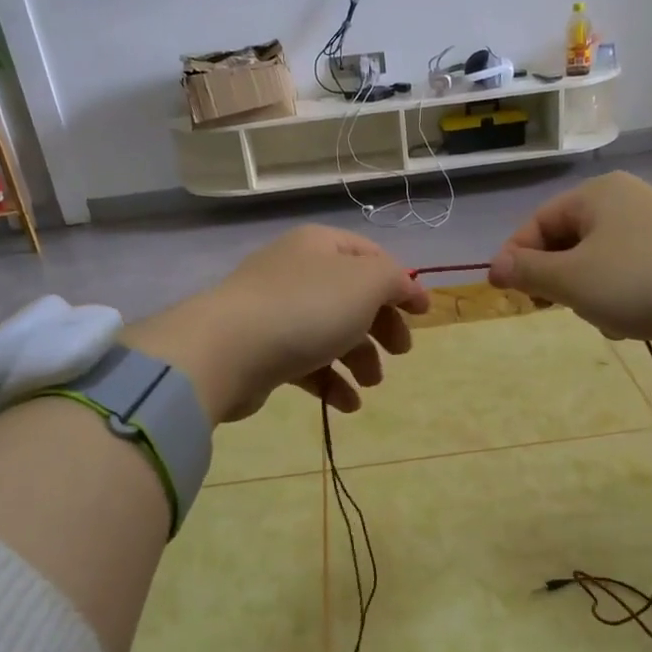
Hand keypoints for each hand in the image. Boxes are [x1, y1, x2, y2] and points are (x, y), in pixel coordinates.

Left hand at [126, 226, 429, 421]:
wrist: (228, 350)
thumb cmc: (306, 308)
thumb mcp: (366, 284)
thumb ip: (394, 281)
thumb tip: (403, 289)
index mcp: (320, 246)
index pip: (371, 257)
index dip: (401, 284)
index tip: (424, 315)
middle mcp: (296, 272)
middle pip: (352, 297)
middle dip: (381, 326)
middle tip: (401, 352)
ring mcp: (275, 311)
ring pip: (330, 332)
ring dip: (359, 359)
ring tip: (371, 383)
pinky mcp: (262, 350)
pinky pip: (306, 362)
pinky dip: (330, 381)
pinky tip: (346, 405)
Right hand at [487, 172, 651, 361]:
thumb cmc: (639, 280)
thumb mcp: (571, 279)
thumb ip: (528, 272)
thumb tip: (496, 267)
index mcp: (596, 195)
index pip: (538, 223)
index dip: (516, 258)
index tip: (506, 293)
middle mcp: (625, 204)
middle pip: (567, 244)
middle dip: (558, 281)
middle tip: (556, 306)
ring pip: (596, 267)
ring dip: (590, 297)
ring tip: (606, 317)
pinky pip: (627, 280)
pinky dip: (621, 302)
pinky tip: (632, 323)